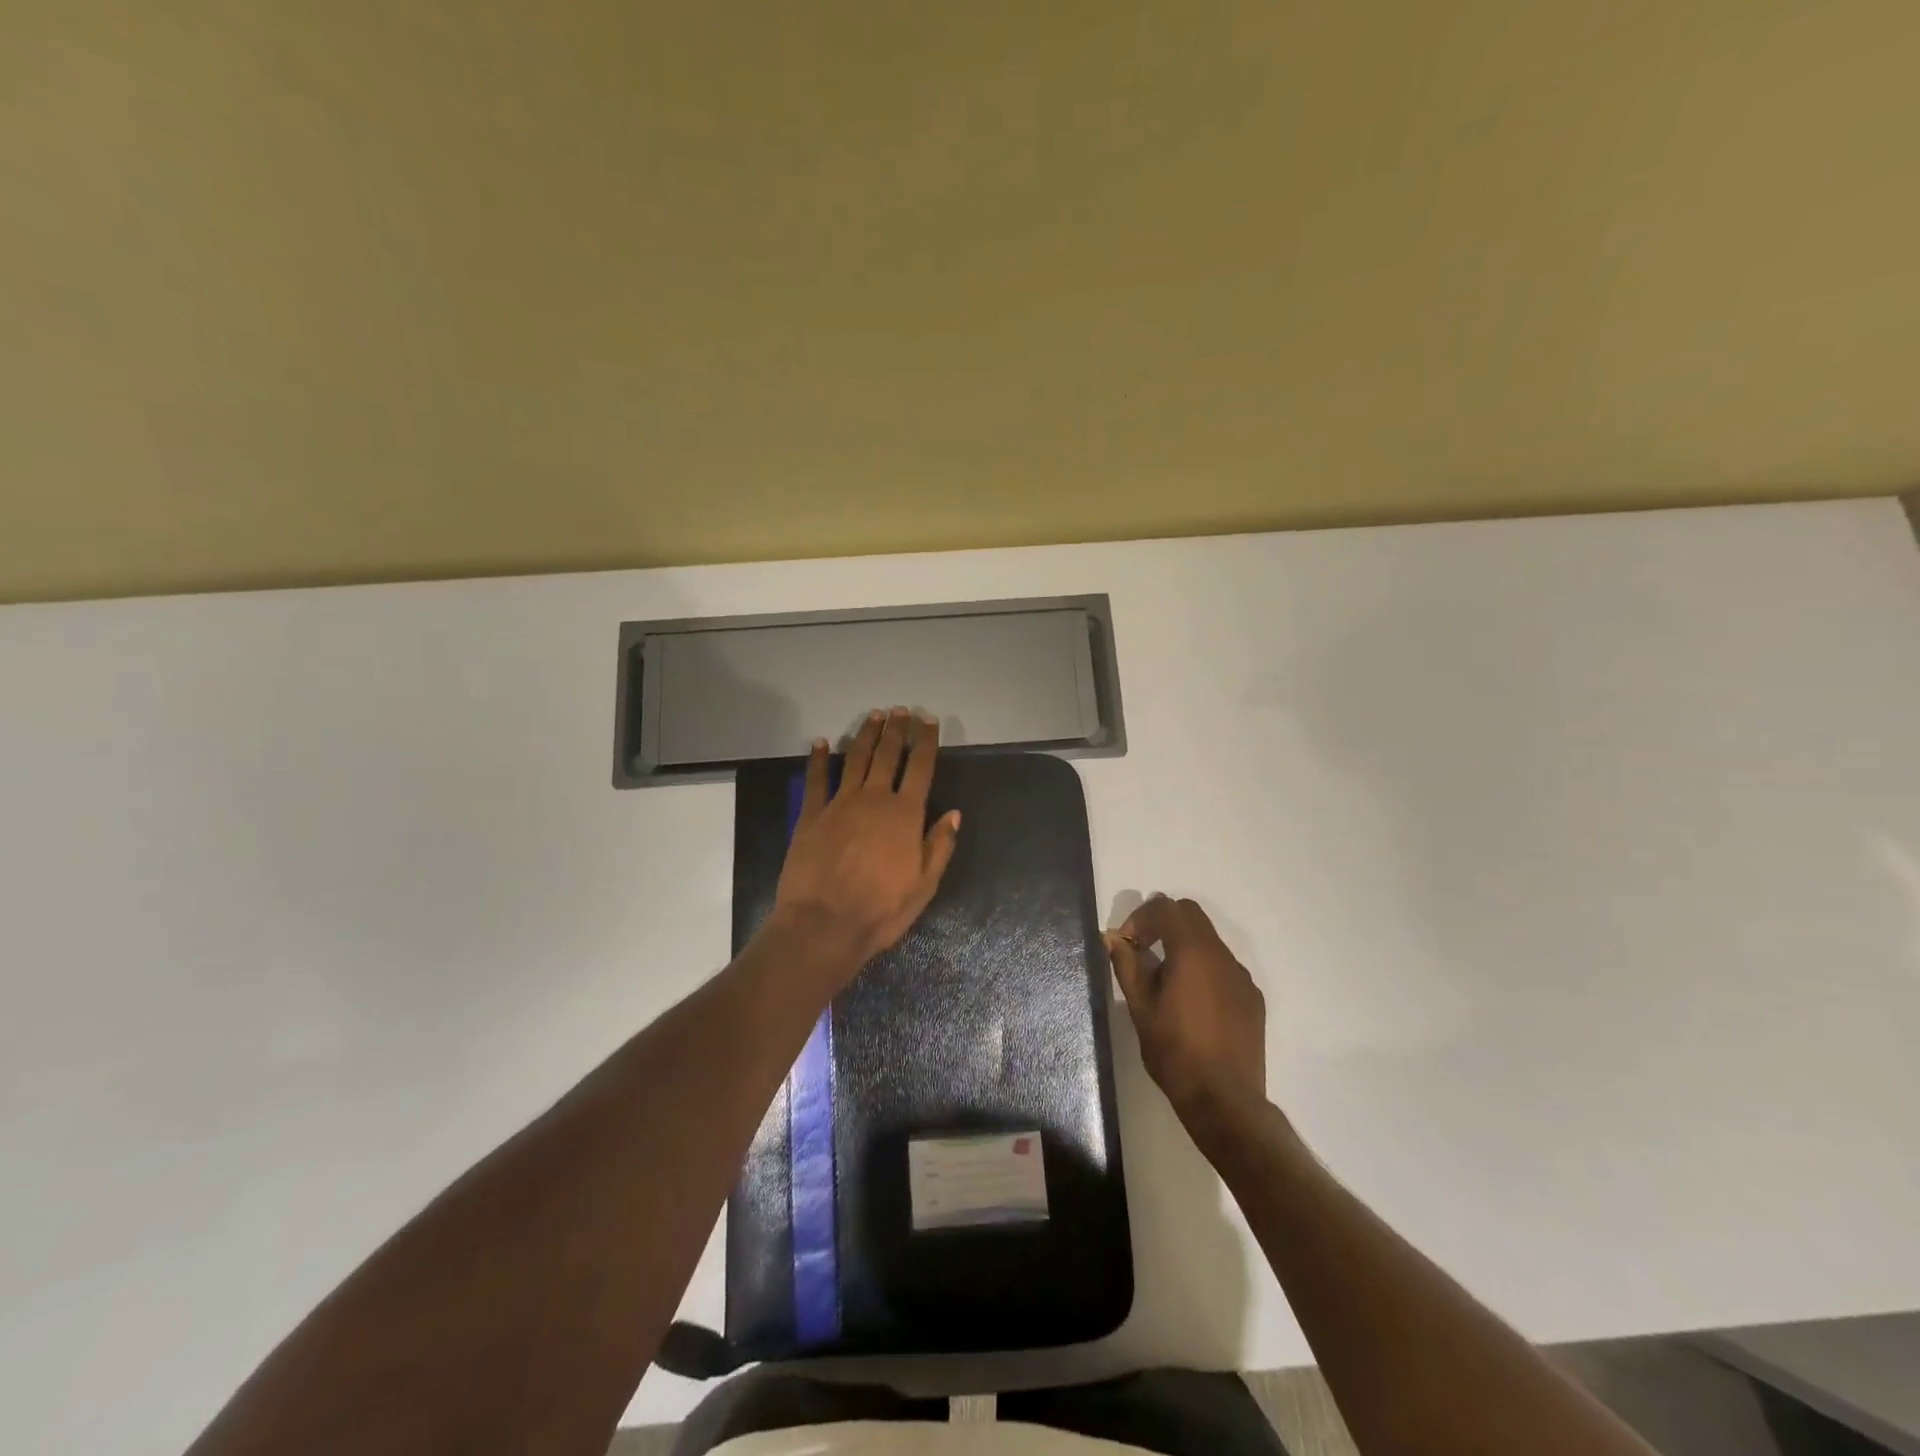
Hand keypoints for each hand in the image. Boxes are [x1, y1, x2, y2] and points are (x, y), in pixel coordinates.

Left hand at [768, 708, 961, 979]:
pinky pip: (815, 779)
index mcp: (905, 814)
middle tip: (900, 710)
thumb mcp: (924, 885)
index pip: (920, 767)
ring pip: (855, 759)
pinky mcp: (811, 815)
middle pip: (887, 755)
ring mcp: (839, 804)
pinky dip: (818, 758)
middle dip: (896, 730)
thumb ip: (940, 845)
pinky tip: (820, 742)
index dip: (925, 741)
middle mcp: (874, 799)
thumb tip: (953, 814)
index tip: (928, 720)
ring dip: (866, 735)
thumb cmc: (881, 910)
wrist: (824, 925)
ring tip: (874, 716)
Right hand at [1107, 895, 1266, 1126]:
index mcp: (1193, 953)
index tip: (1126, 943)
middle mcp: (1222, 956)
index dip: (1140, 917)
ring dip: (1183, 946)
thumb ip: (1127, 966)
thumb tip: (1114, 938)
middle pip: (1190, 914)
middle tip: (1142, 950)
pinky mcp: (1252, 998)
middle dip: (1162, 923)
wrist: (1225, 1100)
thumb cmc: (1175, 1053)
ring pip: (1208, 940)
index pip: (1166, 908)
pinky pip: (1223, 967)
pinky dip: (1202, 968)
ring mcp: (1241, 977)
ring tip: (1165, 981)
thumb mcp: (1140, 1009)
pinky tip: (1192, 1003)